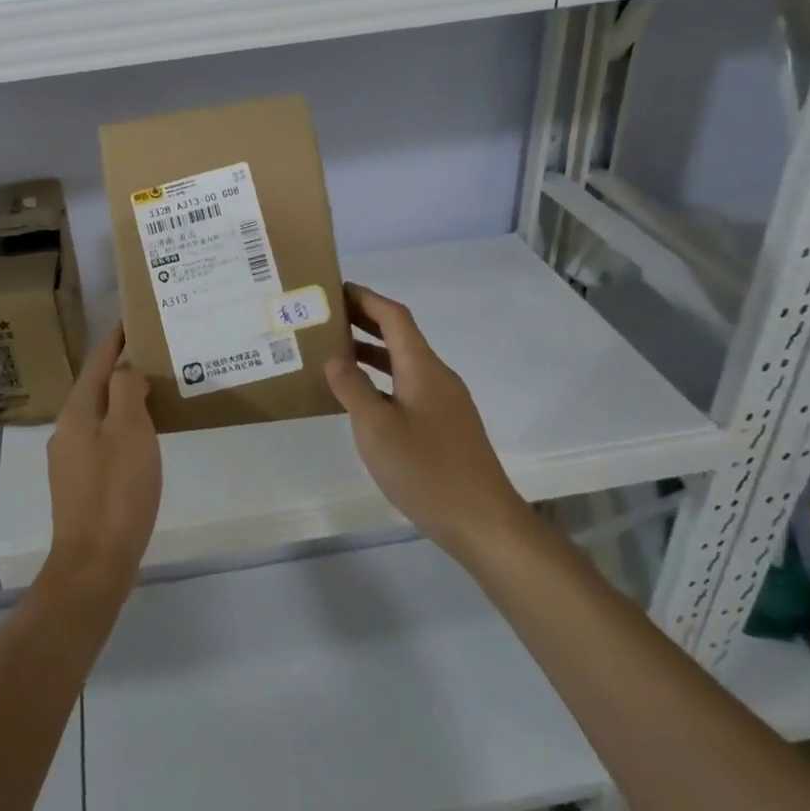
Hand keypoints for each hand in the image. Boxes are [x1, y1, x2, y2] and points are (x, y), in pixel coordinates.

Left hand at [43, 324, 161, 599]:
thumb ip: (125, 391)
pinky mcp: (80, 483)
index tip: (133, 320)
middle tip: (154, 354)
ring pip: (100, 414)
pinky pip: (103, 439)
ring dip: (123, 398)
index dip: (115, 340)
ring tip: (154, 390)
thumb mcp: (129, 431)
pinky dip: (123, 426)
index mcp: (77, 411)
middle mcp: (67, 429)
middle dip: (121, 368)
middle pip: (96, 386)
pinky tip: (143, 436)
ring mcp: (71, 458)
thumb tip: (125, 370)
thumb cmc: (117, 491)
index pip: (97, 362)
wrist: (94, 562)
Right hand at [325, 283, 525, 555]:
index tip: (334, 289)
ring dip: (371, 352)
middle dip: (365, 321)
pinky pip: (408, 386)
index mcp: (422, 368)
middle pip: (400, 336)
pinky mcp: (445, 426)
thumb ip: (352, 388)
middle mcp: (437, 376)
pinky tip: (361, 398)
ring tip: (334, 352)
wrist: (483, 522)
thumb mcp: (377, 428)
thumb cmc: (426, 470)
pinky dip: (382, 379)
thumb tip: (334, 356)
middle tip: (326, 317)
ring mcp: (445, 402)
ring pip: (403, 363)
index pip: (394, 316)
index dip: (365, 298)